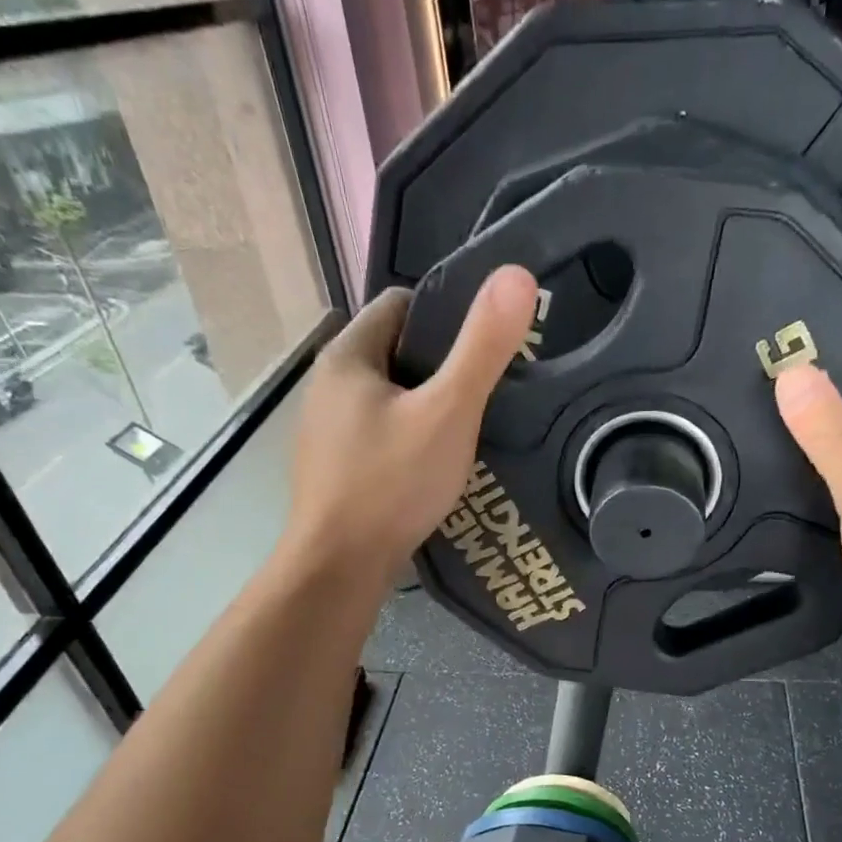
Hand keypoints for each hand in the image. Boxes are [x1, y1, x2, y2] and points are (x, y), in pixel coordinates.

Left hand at [284, 266, 538, 586]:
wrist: (339, 566)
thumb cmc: (392, 483)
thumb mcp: (449, 412)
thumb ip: (483, 347)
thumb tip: (516, 274)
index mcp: (347, 356)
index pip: (401, 305)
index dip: (447, 315)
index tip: (485, 344)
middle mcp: (327, 385)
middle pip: (395, 352)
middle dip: (439, 366)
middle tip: (486, 391)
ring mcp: (325, 431)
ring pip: (388, 399)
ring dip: (424, 407)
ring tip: (468, 430)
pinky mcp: (333, 469)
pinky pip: (379, 436)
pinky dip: (408, 441)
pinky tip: (433, 467)